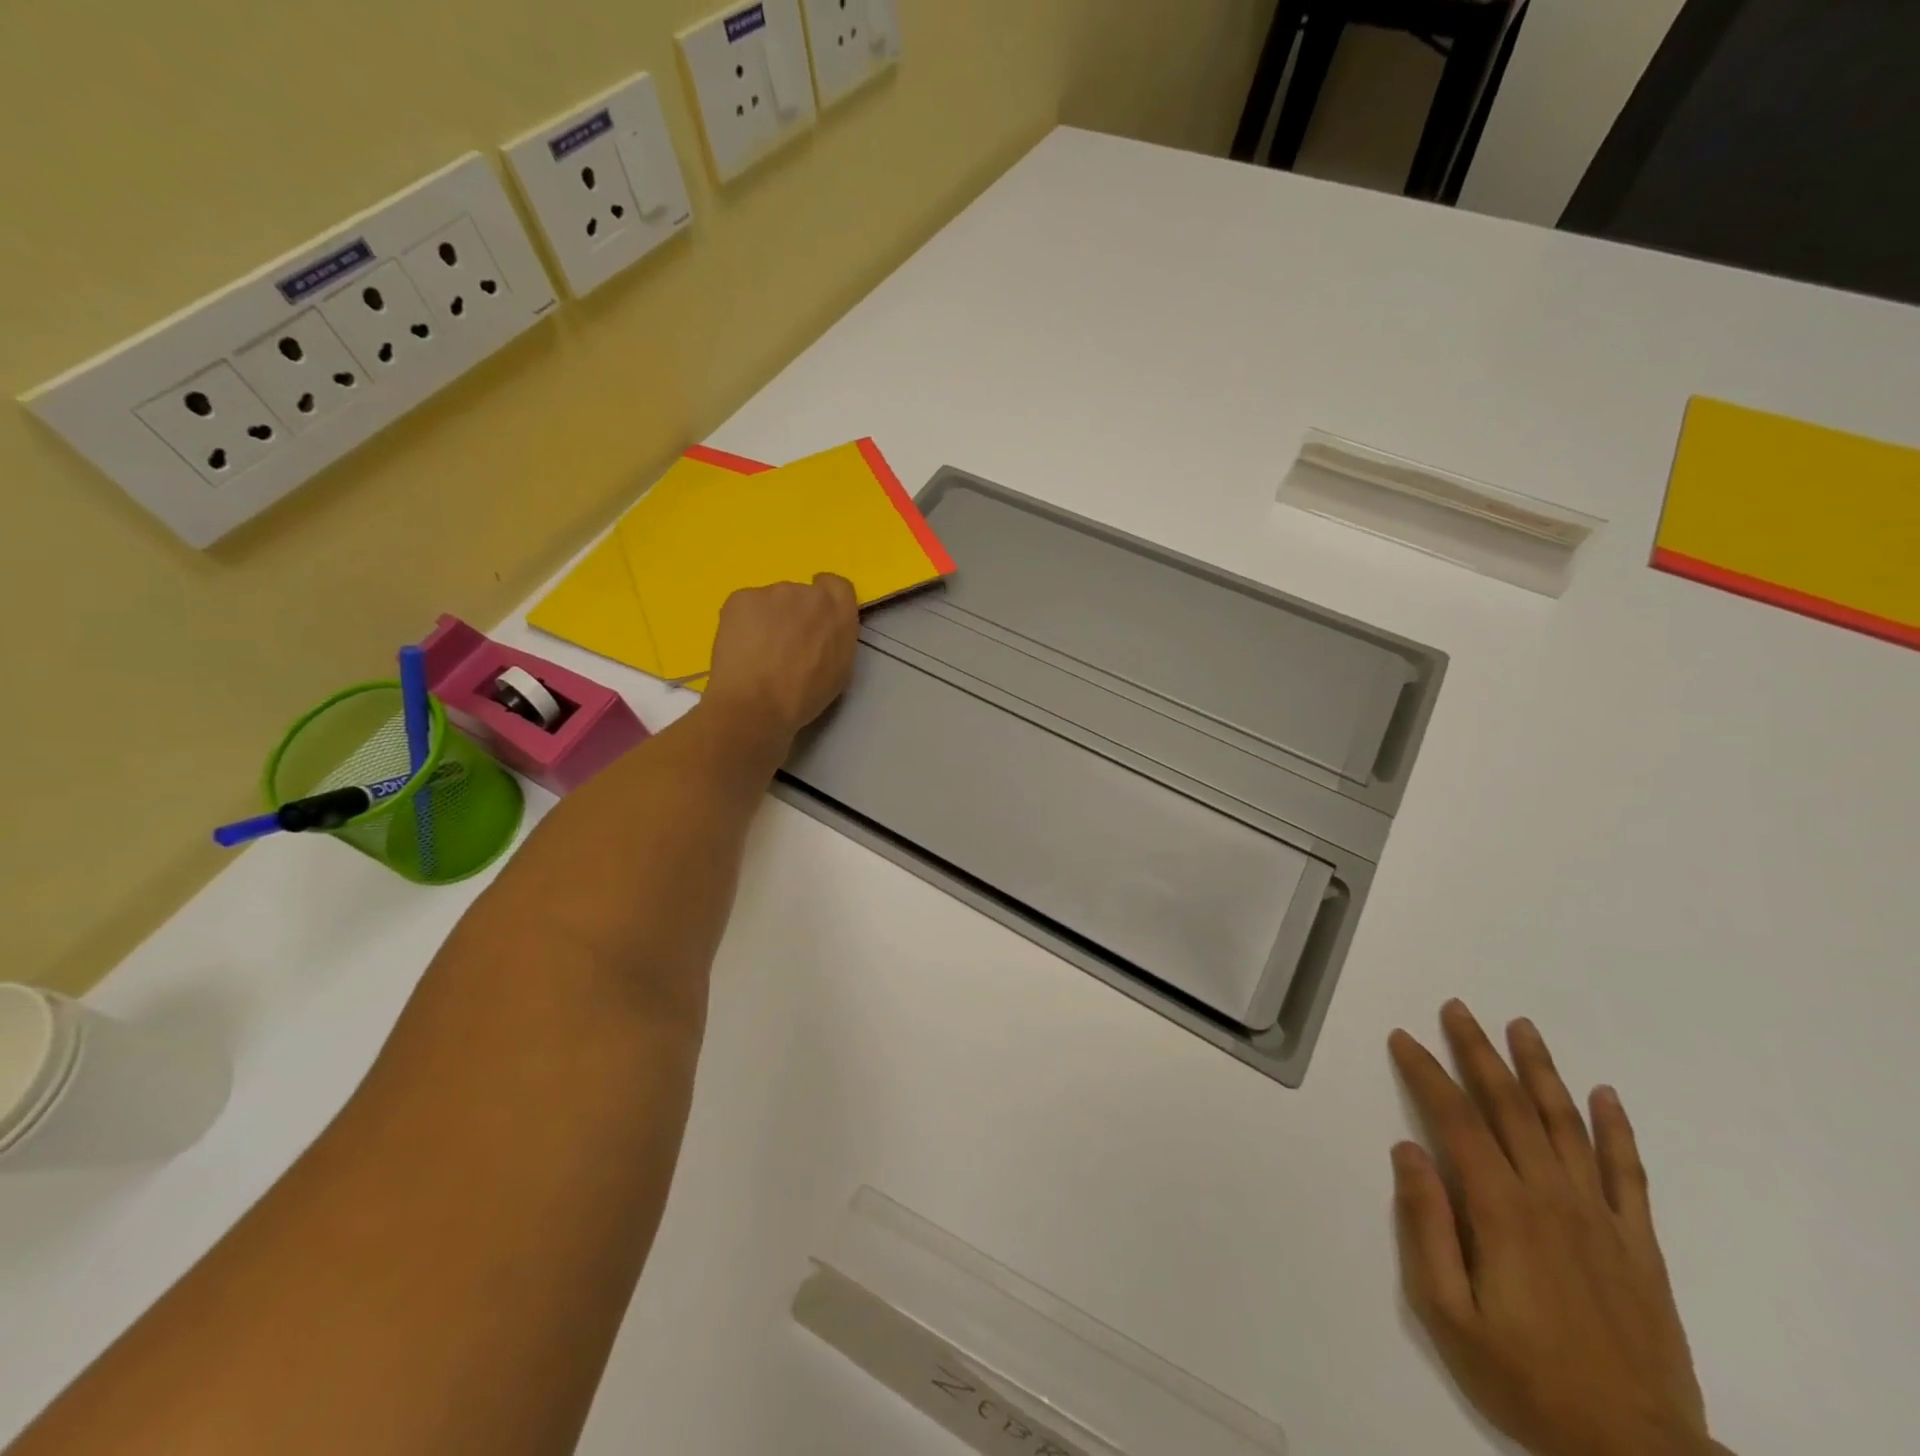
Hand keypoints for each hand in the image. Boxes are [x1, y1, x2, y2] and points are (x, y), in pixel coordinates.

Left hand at [704, 574, 859, 741]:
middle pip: (801, 594)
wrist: (755, 705)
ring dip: (768, 618)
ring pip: (771, 600)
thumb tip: (823, 630)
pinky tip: (740, 647)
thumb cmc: (803, 697)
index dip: (825, 599)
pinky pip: (746, 605)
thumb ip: (836, 638)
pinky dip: (744, 622)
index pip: (837, 586)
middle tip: (783, 644)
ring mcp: (772, 592)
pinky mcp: (741, 597)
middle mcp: (808, 594)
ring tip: (758, 650)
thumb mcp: (839, 670)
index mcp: (838, 613)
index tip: (814, 619)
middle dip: (794, 613)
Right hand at [1389, 1002, 1726, 1455]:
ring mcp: (1601, 1217)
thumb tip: (1407, 1149)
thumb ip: (1425, 1227)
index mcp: (1500, 1209)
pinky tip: (1605, 1094)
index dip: (1426, 1072)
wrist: (1638, 1453)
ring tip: (1521, 1027)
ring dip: (1540, 1070)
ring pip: (1566, 1124)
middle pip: (1509, 1106)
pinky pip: (1628, 1173)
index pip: (1455, 1119)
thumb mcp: (1448, 1314)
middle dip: (1478, 1052)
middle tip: (1457, 1008)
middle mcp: (1550, 1196)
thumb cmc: (1526, 1380)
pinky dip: (1617, 1129)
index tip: (1403, 1037)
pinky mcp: (1639, 1243)